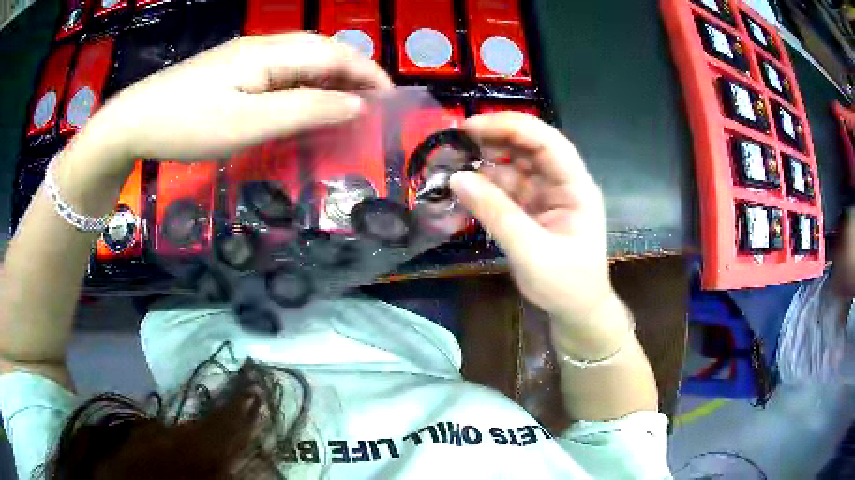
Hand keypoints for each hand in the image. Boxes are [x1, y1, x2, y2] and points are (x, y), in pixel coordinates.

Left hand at [81, 32, 392, 170]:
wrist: (133, 120)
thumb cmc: (187, 124)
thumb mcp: (249, 123)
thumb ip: (305, 110)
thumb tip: (354, 105)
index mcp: (271, 53)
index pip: (334, 53)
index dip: (367, 72)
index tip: (390, 98)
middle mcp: (262, 47)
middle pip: (320, 50)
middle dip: (353, 72)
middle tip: (372, 103)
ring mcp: (244, 56)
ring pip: (301, 59)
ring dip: (329, 77)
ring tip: (345, 103)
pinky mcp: (231, 69)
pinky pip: (280, 70)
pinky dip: (303, 83)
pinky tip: (302, 99)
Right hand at [450, 112, 616, 331]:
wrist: (577, 311)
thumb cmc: (566, 284)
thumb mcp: (531, 251)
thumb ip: (496, 214)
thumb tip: (456, 178)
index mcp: (576, 186)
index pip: (546, 141)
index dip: (510, 126)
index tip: (470, 127)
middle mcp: (563, 182)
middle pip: (529, 147)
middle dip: (493, 139)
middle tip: (454, 141)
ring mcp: (547, 194)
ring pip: (515, 165)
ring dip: (485, 163)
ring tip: (451, 163)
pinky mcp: (533, 208)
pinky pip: (507, 188)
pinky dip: (486, 186)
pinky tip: (464, 186)